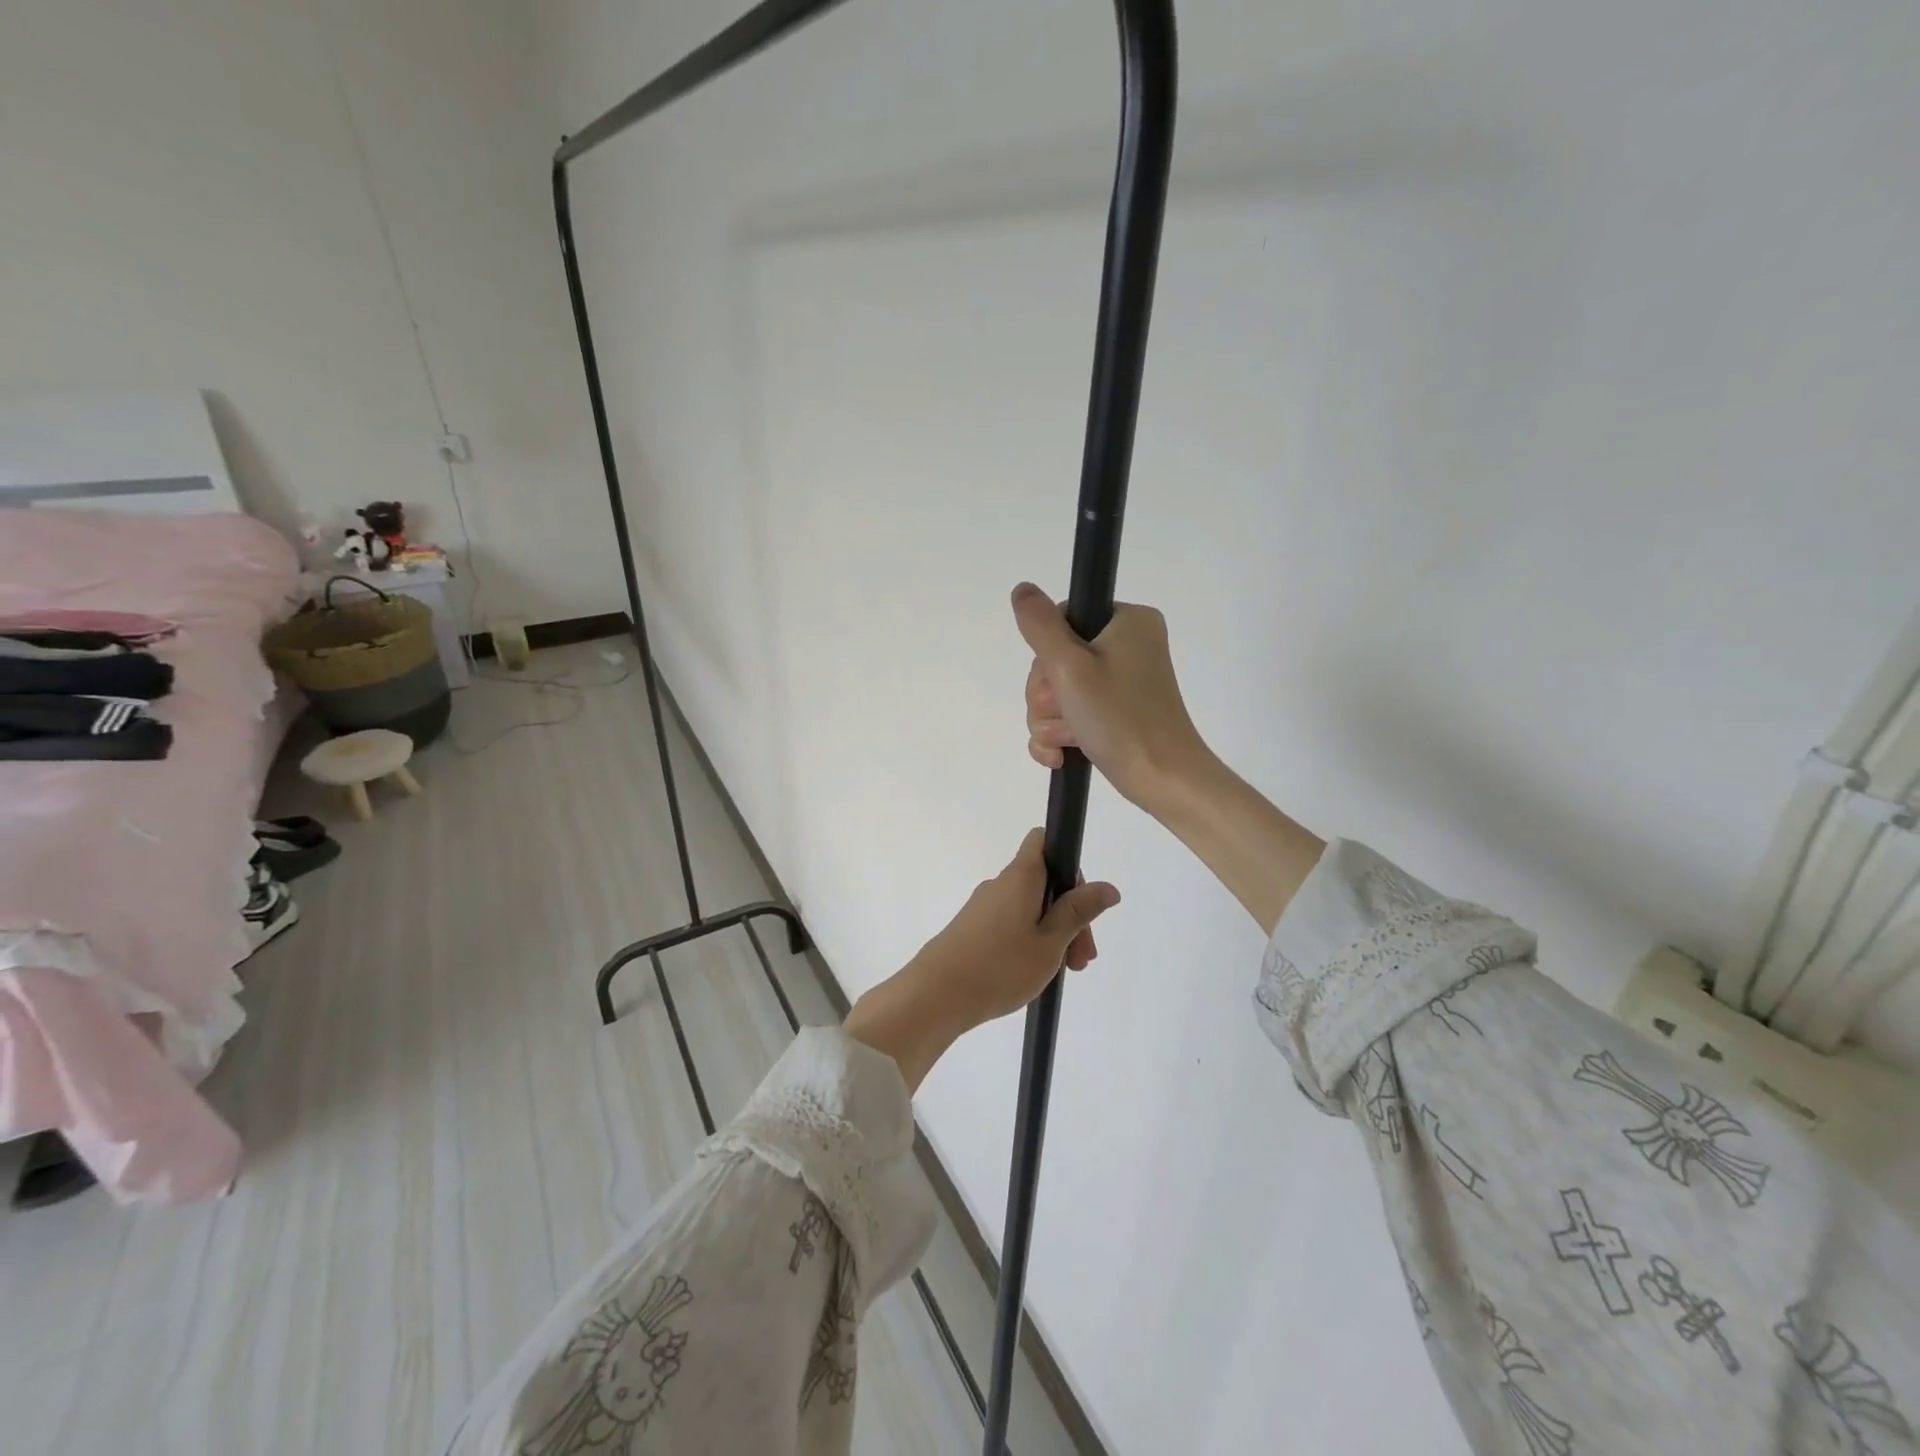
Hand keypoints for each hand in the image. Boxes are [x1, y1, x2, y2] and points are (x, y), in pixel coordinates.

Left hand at [844, 829, 1119, 1090]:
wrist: (935, 996)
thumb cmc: (999, 966)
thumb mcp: (1050, 942)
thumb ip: (1078, 912)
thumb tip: (1108, 887)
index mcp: (1020, 877)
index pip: (1044, 841)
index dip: (1069, 861)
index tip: (1084, 901)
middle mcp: (1000, 884)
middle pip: (1044, 882)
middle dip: (1069, 914)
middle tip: (1082, 959)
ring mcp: (983, 907)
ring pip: (1029, 908)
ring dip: (1052, 933)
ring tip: (1063, 973)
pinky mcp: (971, 929)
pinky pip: (1011, 924)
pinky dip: (1029, 941)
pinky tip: (1034, 974)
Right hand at [1013, 582, 1211, 811]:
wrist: (1162, 779)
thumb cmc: (1120, 718)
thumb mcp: (1070, 667)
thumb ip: (1040, 626)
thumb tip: (1022, 589)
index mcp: (1126, 621)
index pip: (1061, 619)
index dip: (1048, 654)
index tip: (1060, 679)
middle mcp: (1127, 645)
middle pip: (1055, 659)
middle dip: (1048, 695)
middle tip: (1067, 713)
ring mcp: (1121, 682)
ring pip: (1057, 692)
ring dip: (1050, 720)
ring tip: (1068, 740)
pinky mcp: (1114, 713)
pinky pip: (1069, 715)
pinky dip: (1059, 736)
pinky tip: (1061, 755)